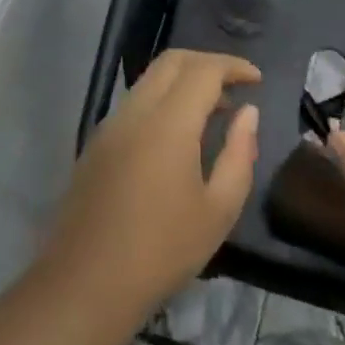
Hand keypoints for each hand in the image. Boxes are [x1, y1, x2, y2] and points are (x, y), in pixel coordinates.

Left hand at [43, 50, 260, 319]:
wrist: (87, 282)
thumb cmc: (163, 250)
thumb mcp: (218, 209)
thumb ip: (239, 153)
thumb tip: (247, 113)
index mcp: (167, 122)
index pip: (203, 70)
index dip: (233, 66)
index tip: (257, 80)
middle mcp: (134, 111)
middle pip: (171, 62)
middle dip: (207, 63)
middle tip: (236, 86)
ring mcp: (109, 126)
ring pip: (149, 80)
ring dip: (183, 82)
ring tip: (214, 112)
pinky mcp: (96, 144)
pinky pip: (134, 103)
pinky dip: (162, 101)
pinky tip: (179, 136)